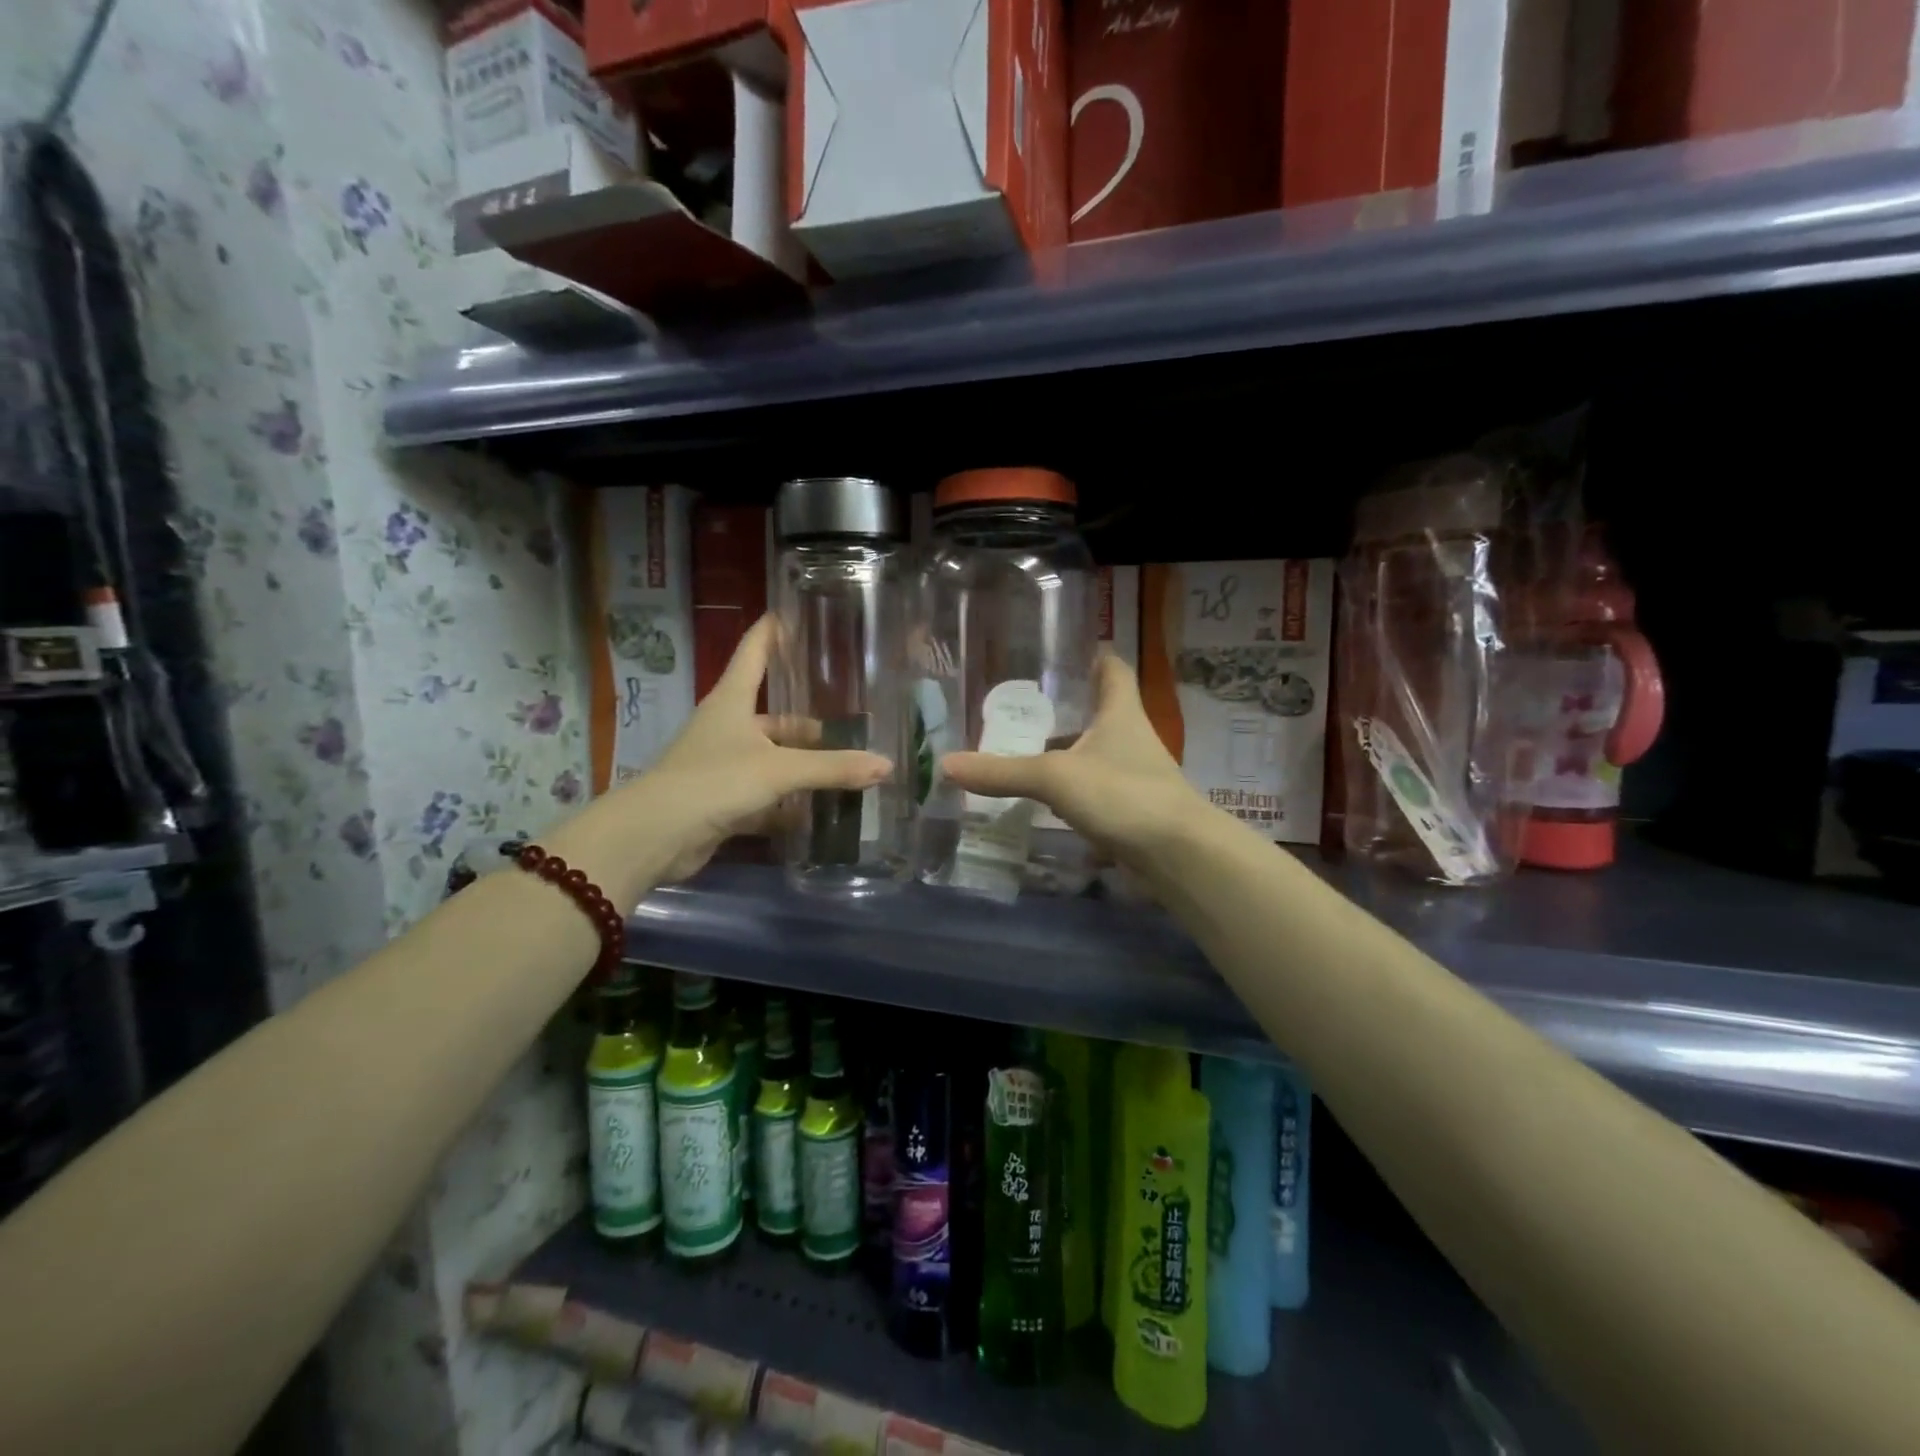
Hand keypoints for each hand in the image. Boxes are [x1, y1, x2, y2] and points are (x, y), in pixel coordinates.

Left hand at [611, 616, 891, 884]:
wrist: (655, 835)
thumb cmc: (715, 781)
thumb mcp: (779, 770)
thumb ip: (833, 768)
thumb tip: (886, 765)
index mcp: (732, 701)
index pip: (753, 652)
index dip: (772, 632)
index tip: (792, 613)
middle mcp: (726, 727)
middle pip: (773, 716)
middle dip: (808, 723)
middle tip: (849, 722)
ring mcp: (722, 765)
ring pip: (771, 758)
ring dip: (801, 765)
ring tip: (844, 769)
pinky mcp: (722, 799)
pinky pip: (764, 795)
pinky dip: (787, 803)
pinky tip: (816, 812)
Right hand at [939, 655, 1201, 870]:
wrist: (1177, 855)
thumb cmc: (1122, 794)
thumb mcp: (1055, 778)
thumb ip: (1003, 772)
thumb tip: (947, 764)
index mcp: (1121, 713)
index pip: (1114, 670)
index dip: (1097, 656)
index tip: (1072, 649)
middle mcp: (1131, 738)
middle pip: (1103, 712)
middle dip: (1070, 708)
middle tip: (1027, 704)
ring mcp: (1135, 776)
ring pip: (1098, 754)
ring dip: (1070, 752)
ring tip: (1027, 750)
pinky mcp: (1132, 810)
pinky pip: (1097, 790)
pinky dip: (1074, 790)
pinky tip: (1046, 800)